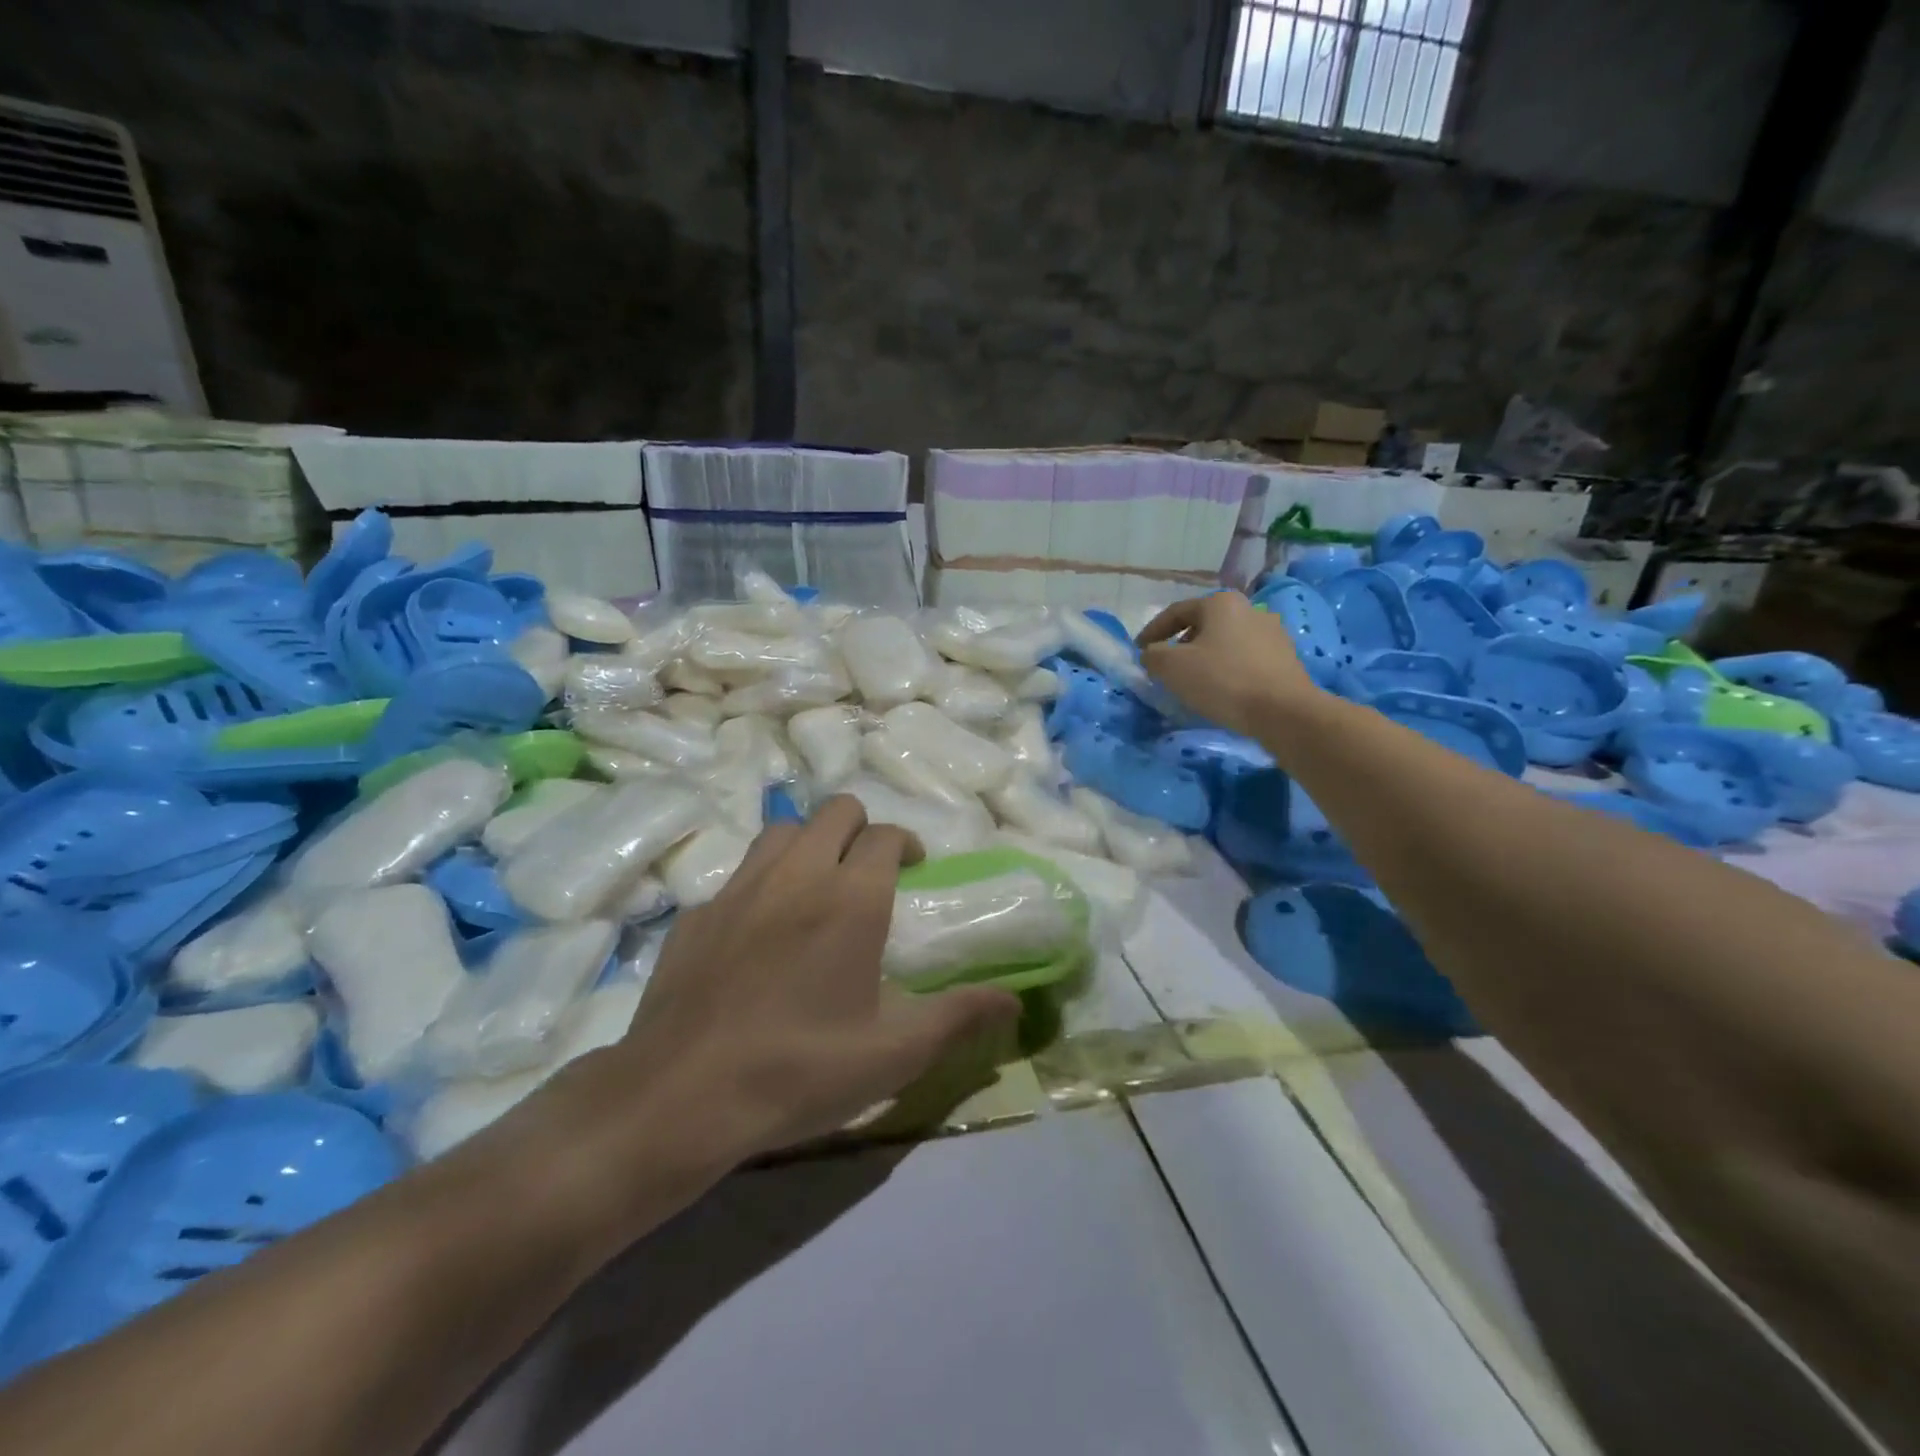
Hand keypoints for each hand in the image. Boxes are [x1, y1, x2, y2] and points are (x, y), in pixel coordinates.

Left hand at [549, 797, 1019, 1190]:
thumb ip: (959, 1017)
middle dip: (861, 828)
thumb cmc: (800, 1071)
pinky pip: (740, 874)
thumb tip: (1014, 1001)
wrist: (681, 1097)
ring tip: (817, 887)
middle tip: (870, 872)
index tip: (914, 869)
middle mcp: (796, 874)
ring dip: (811, 843)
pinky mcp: (698, 912)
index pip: (886, 835)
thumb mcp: (894, 1054)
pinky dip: (763, 882)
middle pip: (836, 810)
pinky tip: (760, 932)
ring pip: (784, 829)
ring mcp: (740, 887)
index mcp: (850, 898)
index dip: (906, 844)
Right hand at [1136, 591, 1317, 735]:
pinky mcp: (1286, 658)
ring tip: (1194, 681)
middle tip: (1166, 667)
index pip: (1176, 612)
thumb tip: (1151, 654)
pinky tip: (1222, 690)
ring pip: (1226, 642)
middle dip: (1181, 644)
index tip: (1139, 651)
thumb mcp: (1172, 668)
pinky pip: (1245, 658)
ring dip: (1206, 657)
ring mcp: (1272, 632)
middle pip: (1204, 625)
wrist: (1284, 711)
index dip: (1152, 631)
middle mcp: (1249, 609)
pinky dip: (1228, 669)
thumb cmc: (1223, 681)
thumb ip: (1153, 656)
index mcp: (1221, 603)